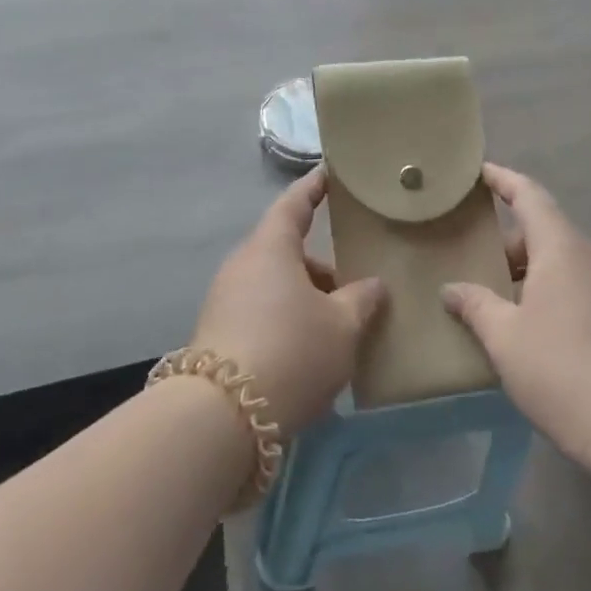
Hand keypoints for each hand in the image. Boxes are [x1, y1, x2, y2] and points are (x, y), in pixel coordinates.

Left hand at [192, 168, 387, 440]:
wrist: (223, 415)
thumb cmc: (292, 350)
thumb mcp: (342, 326)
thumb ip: (361, 299)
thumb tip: (373, 285)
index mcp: (270, 248)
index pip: (294, 204)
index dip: (313, 188)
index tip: (328, 175)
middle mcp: (242, 266)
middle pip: (287, 252)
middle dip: (321, 267)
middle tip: (354, 286)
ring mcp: (225, 300)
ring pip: (275, 286)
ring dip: (305, 298)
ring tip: (337, 328)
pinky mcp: (218, 334)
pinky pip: (261, 312)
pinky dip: (287, 319)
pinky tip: (308, 351)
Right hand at [442, 163, 590, 463]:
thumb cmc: (561, 369)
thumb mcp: (504, 337)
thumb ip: (475, 305)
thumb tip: (450, 289)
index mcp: (561, 248)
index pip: (529, 196)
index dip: (502, 179)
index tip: (477, 171)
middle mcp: (588, 257)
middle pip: (542, 229)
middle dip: (504, 236)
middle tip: (467, 248)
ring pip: (557, 259)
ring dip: (523, 266)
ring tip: (487, 286)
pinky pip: (572, 283)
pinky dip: (542, 286)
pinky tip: (521, 317)